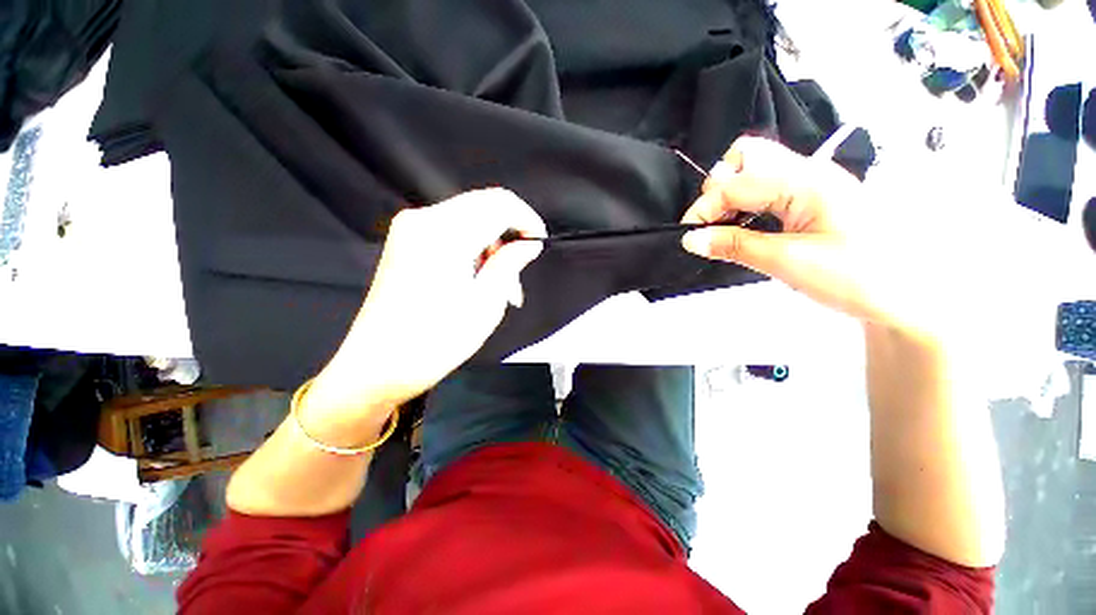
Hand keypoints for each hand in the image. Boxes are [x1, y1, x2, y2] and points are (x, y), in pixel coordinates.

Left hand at [303, 188, 545, 423]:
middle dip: (510, 231)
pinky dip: (473, 246)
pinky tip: (477, 276)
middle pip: (484, 204)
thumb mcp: (486, 304)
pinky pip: (452, 229)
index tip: (539, 242)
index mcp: (445, 235)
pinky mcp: (406, 240)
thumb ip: (509, 264)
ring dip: (492, 243)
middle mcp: (423, 220)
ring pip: (469, 217)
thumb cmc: (436, 341)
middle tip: (518, 270)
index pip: (499, 203)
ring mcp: (410, 228)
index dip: (527, 218)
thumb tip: (528, 244)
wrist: (378, 365)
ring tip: (500, 284)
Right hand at [680, 137, 947, 339]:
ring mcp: (813, 182)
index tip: (688, 237)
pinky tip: (746, 227)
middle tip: (712, 225)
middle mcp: (809, 171)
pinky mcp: (814, 198)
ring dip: (731, 195)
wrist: (908, 295)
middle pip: (746, 157)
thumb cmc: (857, 278)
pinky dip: (747, 203)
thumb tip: (690, 239)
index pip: (734, 183)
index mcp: (806, 181)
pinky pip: (769, 186)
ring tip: (725, 228)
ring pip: (756, 169)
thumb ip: (734, 245)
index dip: (703, 209)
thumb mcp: (787, 263)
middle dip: (718, 189)